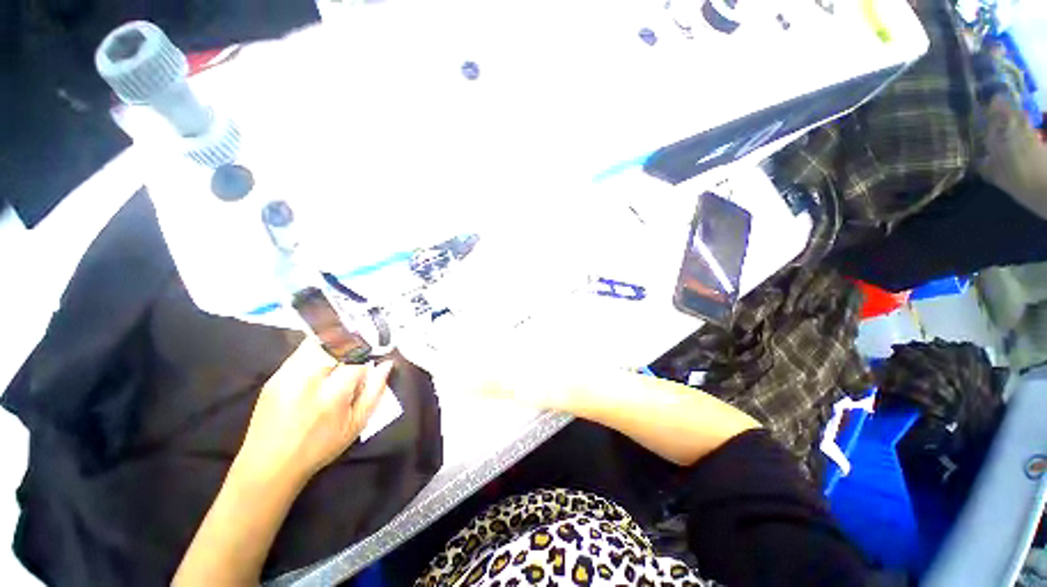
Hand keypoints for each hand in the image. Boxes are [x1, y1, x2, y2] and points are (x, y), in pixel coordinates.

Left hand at [233, 342, 393, 485]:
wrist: (267, 466)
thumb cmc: (319, 448)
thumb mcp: (356, 425)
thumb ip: (374, 391)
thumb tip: (386, 365)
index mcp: (331, 395)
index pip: (357, 357)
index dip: (369, 354)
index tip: (373, 359)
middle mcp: (307, 379)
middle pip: (335, 342)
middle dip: (352, 343)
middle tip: (359, 353)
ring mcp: (287, 375)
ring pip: (317, 341)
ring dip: (335, 344)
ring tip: (341, 357)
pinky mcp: (274, 376)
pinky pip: (301, 351)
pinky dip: (318, 351)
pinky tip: (322, 366)